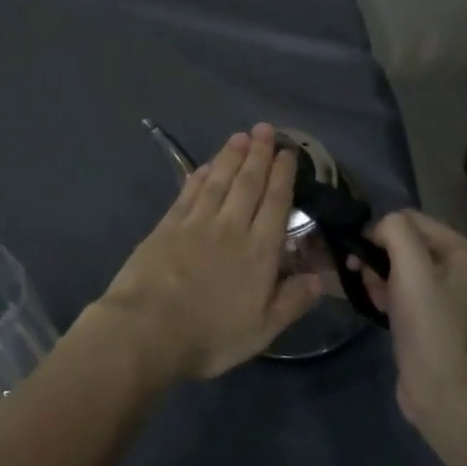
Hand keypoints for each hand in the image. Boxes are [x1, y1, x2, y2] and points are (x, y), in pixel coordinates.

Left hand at [96, 123, 321, 381]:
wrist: (147, 329)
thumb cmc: (209, 336)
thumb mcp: (261, 330)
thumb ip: (291, 302)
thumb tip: (319, 278)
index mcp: (259, 252)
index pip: (275, 204)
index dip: (283, 176)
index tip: (288, 153)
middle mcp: (230, 228)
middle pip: (247, 184)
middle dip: (259, 155)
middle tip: (265, 129)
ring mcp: (195, 223)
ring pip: (218, 181)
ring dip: (230, 157)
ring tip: (240, 137)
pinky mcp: (166, 226)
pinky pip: (188, 193)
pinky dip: (198, 176)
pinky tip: (204, 166)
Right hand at [348, 210, 466, 425]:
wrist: (442, 391)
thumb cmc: (429, 326)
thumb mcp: (411, 269)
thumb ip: (395, 232)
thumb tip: (377, 227)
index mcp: (464, 252)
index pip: (410, 218)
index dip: (380, 230)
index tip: (359, 253)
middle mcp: (460, 268)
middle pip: (404, 243)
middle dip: (378, 255)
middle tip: (361, 275)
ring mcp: (447, 294)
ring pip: (398, 267)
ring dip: (377, 275)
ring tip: (370, 294)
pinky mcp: (432, 317)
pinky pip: (402, 291)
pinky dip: (385, 294)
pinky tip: (377, 308)